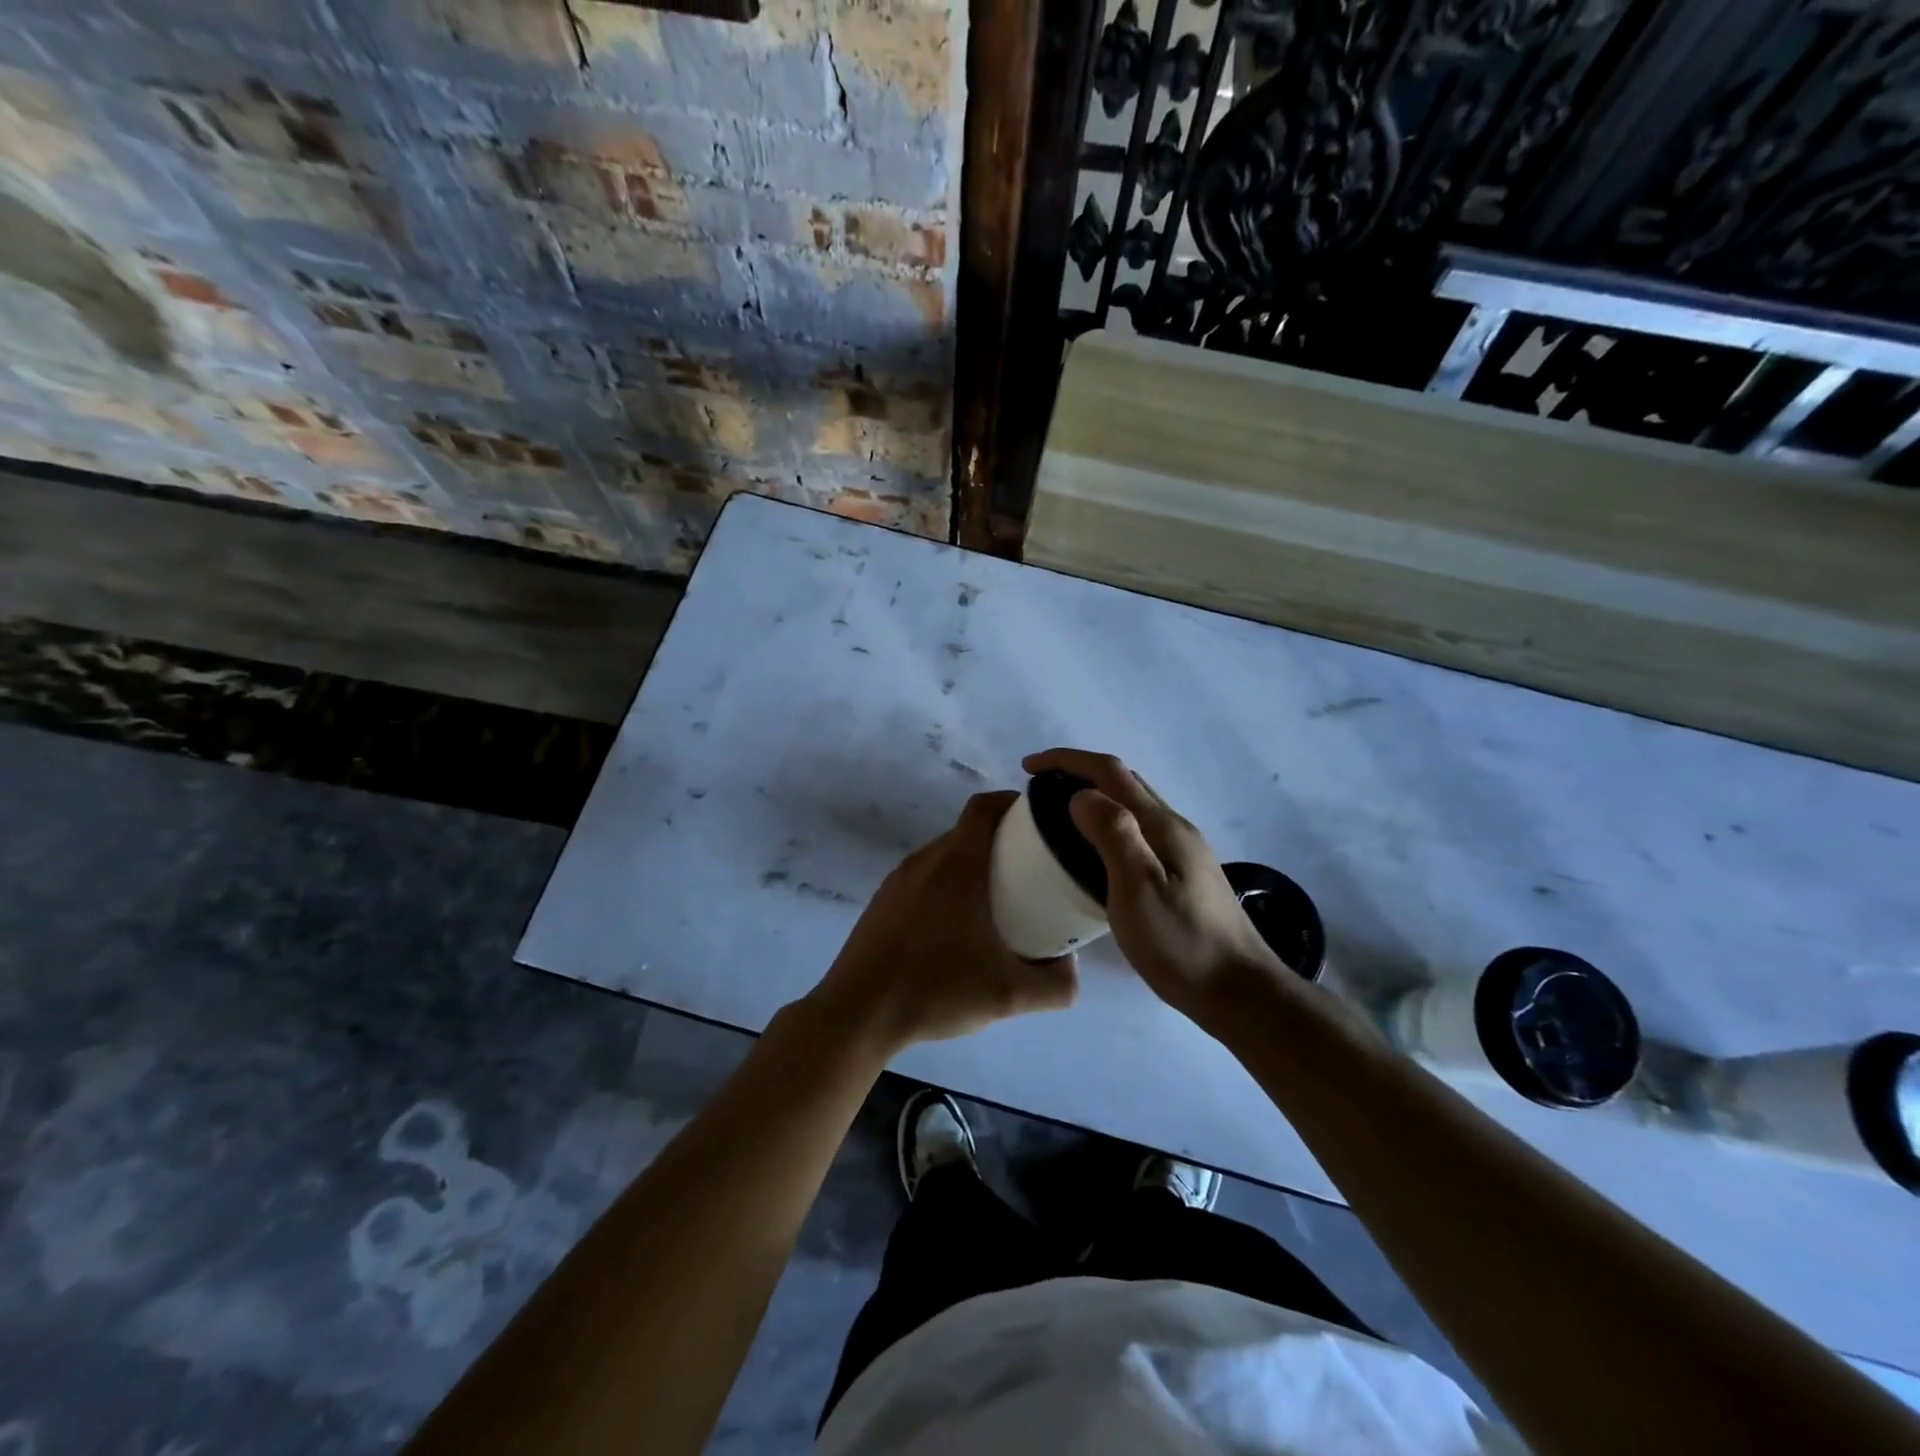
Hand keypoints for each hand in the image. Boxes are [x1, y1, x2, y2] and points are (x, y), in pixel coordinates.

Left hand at [808, 792, 1077, 1054]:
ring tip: (997, 898)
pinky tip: (954, 926)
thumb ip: (1055, 984)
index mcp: (957, 865)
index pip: (984, 807)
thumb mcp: (1009, 995)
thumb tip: (1072, 967)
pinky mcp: (881, 901)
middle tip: (1030, 868)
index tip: (1038, 820)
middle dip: (1000, 839)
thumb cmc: (935, 990)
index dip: (1012, 803)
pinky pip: (922, 877)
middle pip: (967, 830)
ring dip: (971, 864)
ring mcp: (897, 879)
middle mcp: (925, 860)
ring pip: (943, 854)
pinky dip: (945, 884)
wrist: (858, 1013)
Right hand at [1023, 748, 1296, 1029]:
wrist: (1239, 991)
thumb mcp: (1139, 890)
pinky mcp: (1181, 873)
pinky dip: (1106, 824)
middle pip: (1123, 781)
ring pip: (1131, 805)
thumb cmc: (1182, 944)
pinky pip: (1136, 830)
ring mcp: (1181, 850)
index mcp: (1162, 825)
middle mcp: (1174, 827)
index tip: (1029, 767)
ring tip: (1058, 817)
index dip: (1067, 760)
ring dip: (1094, 796)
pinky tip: (1093, 853)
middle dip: (1079, 772)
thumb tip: (1082, 794)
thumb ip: (1113, 835)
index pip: (1110, 772)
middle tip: (1039, 790)